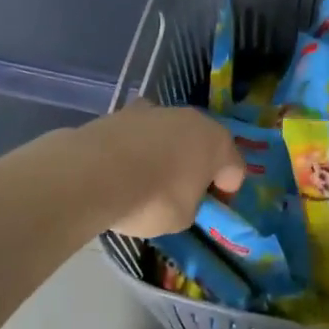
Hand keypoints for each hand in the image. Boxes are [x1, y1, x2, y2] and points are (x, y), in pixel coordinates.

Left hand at [77, 103, 245, 237]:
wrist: (93, 174)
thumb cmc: (153, 199)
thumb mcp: (183, 217)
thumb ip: (191, 202)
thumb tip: (182, 195)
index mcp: (217, 142)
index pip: (235, 168)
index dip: (226, 191)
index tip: (210, 208)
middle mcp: (191, 118)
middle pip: (202, 143)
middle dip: (197, 165)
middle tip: (183, 192)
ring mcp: (155, 111)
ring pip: (170, 134)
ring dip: (166, 153)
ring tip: (147, 181)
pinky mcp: (121, 113)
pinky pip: (139, 135)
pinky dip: (136, 149)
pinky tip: (122, 171)